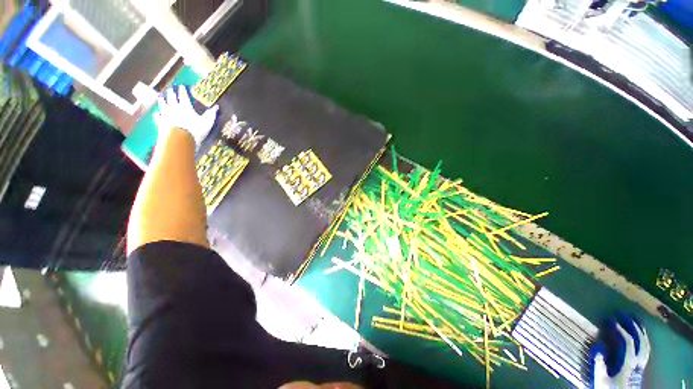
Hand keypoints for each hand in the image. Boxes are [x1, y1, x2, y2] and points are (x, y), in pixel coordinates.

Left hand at [154, 85, 218, 146]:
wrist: (179, 139)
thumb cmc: (195, 130)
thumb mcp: (207, 122)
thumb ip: (211, 114)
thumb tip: (217, 107)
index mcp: (185, 106)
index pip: (184, 96)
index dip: (183, 90)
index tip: (182, 86)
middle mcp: (174, 107)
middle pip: (171, 98)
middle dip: (171, 93)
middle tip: (170, 89)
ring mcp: (166, 114)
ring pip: (163, 104)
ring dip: (162, 100)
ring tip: (161, 97)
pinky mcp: (161, 122)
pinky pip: (158, 116)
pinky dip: (158, 114)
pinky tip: (157, 113)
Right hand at [592, 313, 649, 388]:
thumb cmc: (607, 388)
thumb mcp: (600, 379)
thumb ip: (599, 362)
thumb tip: (598, 344)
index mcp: (628, 363)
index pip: (627, 341)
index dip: (619, 329)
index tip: (609, 318)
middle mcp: (638, 361)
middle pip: (639, 340)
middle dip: (631, 325)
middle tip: (622, 313)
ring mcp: (641, 364)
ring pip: (645, 343)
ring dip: (639, 329)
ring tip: (632, 319)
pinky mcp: (640, 366)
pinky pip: (645, 349)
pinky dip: (643, 338)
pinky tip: (638, 335)